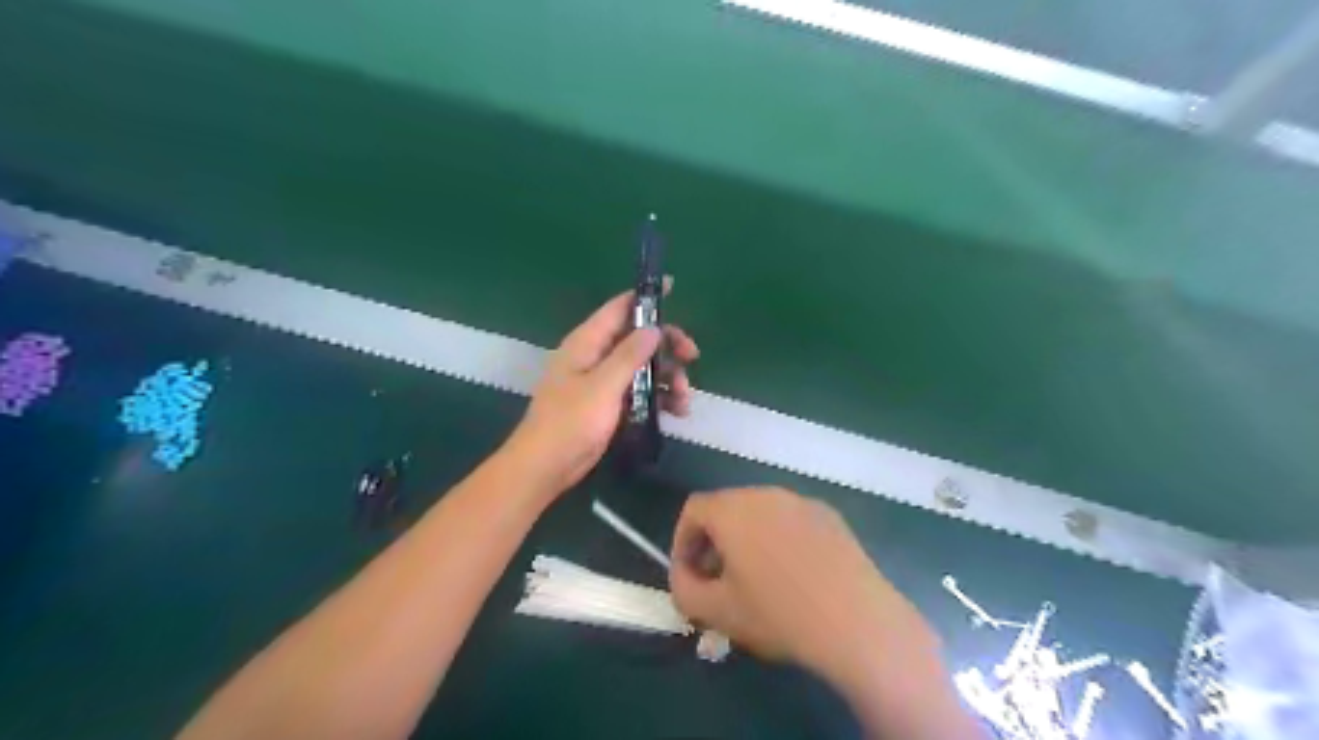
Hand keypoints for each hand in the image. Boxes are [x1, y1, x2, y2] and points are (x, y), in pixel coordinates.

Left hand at [505, 280, 700, 499]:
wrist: (547, 466)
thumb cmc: (570, 422)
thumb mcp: (603, 386)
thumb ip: (629, 355)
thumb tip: (653, 328)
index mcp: (587, 343)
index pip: (619, 308)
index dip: (646, 298)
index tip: (674, 289)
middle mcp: (595, 356)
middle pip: (637, 338)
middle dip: (667, 346)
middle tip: (693, 357)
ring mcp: (602, 381)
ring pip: (643, 367)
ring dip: (668, 378)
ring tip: (685, 400)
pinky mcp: (609, 404)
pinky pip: (639, 391)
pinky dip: (659, 397)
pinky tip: (676, 412)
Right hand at [672, 488, 937, 679]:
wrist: (856, 622)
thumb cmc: (778, 615)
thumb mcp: (716, 613)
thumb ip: (683, 590)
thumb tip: (684, 576)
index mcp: (733, 510)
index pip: (693, 509)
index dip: (683, 541)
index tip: (690, 575)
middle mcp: (765, 493)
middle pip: (726, 508)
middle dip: (714, 541)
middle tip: (719, 580)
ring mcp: (801, 501)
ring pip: (759, 513)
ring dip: (747, 539)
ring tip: (756, 579)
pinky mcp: (829, 515)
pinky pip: (790, 520)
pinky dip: (779, 539)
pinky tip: (794, 576)